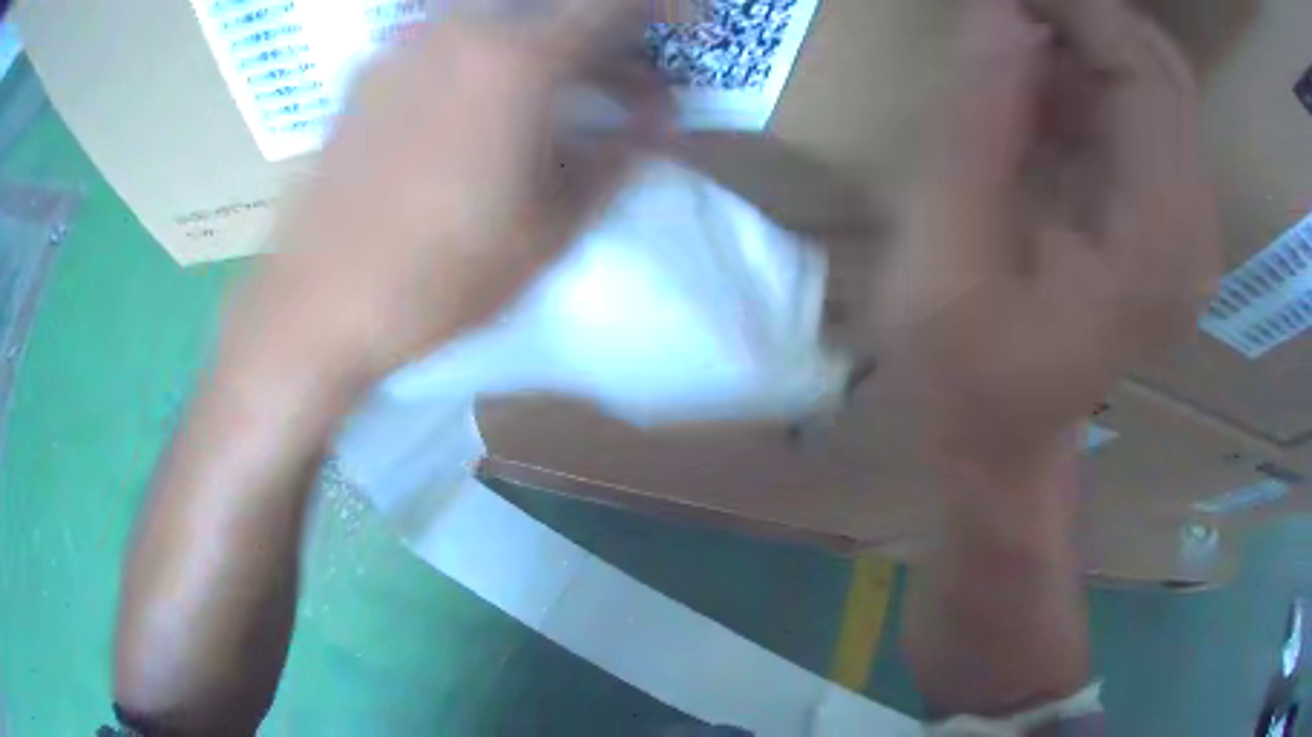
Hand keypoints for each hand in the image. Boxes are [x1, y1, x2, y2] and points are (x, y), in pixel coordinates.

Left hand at [231, 0, 669, 386]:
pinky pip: (449, 40)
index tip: (684, 31)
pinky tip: (482, 111)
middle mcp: (459, 28)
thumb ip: (619, 159)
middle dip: (606, 41)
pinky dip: (489, 58)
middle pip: (556, 8)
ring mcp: (406, 44)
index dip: (662, 9)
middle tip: (627, 90)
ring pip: (500, 21)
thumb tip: (665, 118)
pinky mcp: (370, 71)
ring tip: (559, 103)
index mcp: (516, 59)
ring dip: (547, 49)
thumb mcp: (549, 230)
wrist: (314, 304)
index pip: (614, 2)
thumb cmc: (437, 279)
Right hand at [878, 0, 1219, 479]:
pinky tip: (1040, 79)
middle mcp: (1191, 236)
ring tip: (1015, 30)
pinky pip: (1145, 119)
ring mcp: (1186, 232)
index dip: (1083, 11)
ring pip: (1158, 87)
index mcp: (1153, 250)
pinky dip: (1094, 78)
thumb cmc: (960, 377)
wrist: (1000, 447)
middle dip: (1089, 17)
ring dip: (1090, 42)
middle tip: (1010, 4)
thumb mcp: (946, 252)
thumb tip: (1001, 13)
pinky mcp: (1167, 227)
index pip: (1145, 78)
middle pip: (1164, 73)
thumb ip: (981, 125)